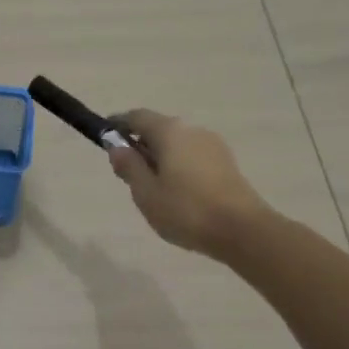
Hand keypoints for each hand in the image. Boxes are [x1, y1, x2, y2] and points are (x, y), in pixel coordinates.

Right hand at [107, 108, 270, 257]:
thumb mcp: (146, 192)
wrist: (243, 231)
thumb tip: (117, 147)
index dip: (118, 125)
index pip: (136, 117)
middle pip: (158, 129)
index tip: (105, 139)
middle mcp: (192, 130)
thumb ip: (129, 166)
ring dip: (160, 158)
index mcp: (170, 132)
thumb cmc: (186, 210)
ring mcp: (213, 146)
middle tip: (127, 173)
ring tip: (152, 189)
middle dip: (140, 145)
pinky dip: (178, 166)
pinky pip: (192, 157)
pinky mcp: (227, 164)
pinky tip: (176, 193)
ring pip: (177, 144)